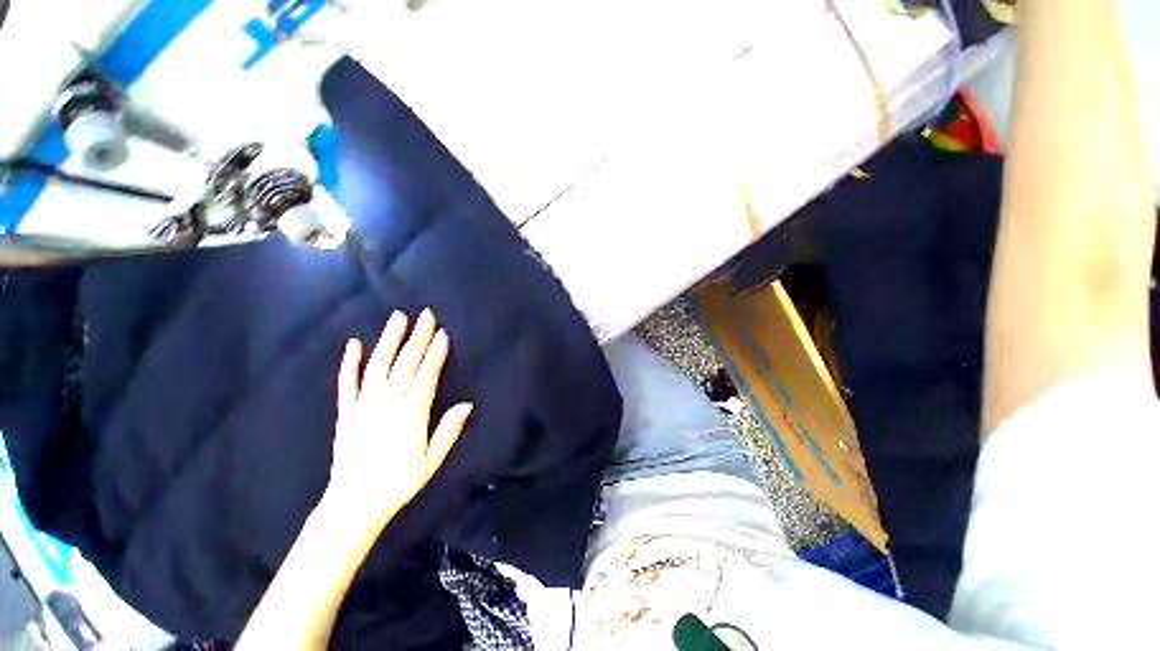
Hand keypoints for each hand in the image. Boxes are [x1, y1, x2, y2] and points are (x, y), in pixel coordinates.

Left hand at [326, 309, 472, 530]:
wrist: (353, 505)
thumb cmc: (398, 483)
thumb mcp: (431, 462)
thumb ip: (448, 431)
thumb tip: (468, 404)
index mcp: (410, 415)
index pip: (426, 376)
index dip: (435, 354)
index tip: (443, 334)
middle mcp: (386, 404)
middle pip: (405, 364)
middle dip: (417, 338)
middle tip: (426, 315)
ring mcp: (363, 406)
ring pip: (378, 366)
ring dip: (389, 341)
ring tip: (397, 318)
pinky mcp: (346, 413)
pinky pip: (347, 384)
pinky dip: (350, 363)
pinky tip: (354, 344)